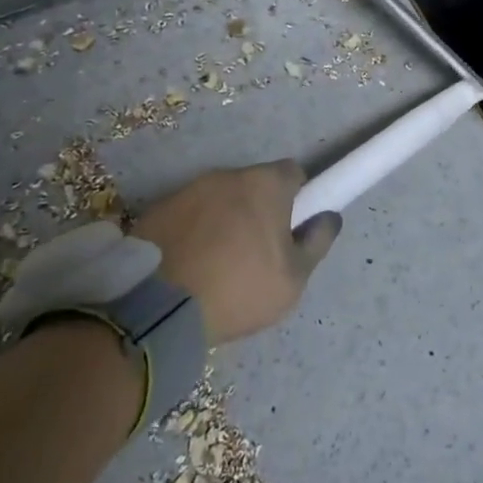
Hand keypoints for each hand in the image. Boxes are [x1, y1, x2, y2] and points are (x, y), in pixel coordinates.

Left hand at [130, 161, 340, 344]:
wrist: (154, 309)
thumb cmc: (237, 289)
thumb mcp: (293, 279)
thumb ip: (317, 242)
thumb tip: (329, 217)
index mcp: (265, 184)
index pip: (293, 173)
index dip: (298, 197)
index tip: (292, 227)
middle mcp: (227, 175)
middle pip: (253, 185)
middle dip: (258, 209)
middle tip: (256, 251)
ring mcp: (187, 190)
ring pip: (218, 199)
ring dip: (223, 220)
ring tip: (217, 263)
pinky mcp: (156, 210)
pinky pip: (186, 215)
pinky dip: (192, 232)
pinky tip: (188, 265)